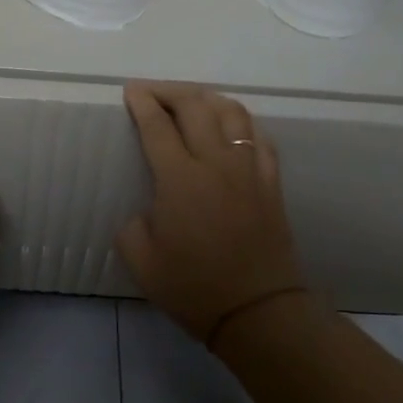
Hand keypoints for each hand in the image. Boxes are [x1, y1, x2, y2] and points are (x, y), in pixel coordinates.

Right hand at [117, 82, 306, 344]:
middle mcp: (216, 162)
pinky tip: (231, 129)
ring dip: (207, 98)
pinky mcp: (271, 182)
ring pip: (232, 113)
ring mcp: (249, 169)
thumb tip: (147, 210)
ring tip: (191, 102)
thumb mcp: (140, 261)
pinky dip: (241, 123)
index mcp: (180, 179)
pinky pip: (259, 137)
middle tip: (152, 92)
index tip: (131, 91)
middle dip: (169, 91)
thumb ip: (131, 225)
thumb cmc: (193, 288)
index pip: (157, 126)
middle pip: (195, 106)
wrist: (257, 311)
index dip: (142, 103)